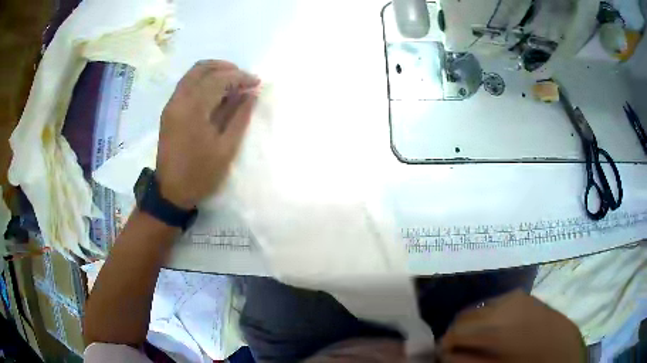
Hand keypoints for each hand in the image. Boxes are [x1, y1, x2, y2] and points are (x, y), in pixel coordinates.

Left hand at [156, 60, 259, 208]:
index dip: (240, 77)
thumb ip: (240, 116)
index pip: (218, 79)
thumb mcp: (226, 148)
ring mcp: (171, 104)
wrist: (171, 192)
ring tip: (232, 82)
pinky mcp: (169, 111)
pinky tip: (216, 92)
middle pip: (202, 68)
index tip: (257, 82)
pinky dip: (203, 81)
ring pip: (192, 74)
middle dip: (226, 68)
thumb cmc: (201, 174)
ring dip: (214, 72)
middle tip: (244, 78)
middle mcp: (179, 100)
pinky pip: (186, 85)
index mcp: (193, 109)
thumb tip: (251, 93)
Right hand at [439, 290, 584, 362]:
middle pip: (465, 316)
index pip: (455, 331)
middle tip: (457, 351)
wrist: (563, 351)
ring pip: (479, 309)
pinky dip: (487, 318)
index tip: (444, 356)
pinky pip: (495, 305)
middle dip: (457, 334)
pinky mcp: (523, 297)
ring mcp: (515, 297)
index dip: (445, 345)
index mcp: (497, 326)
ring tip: (475, 343)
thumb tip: (445, 354)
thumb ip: (465, 361)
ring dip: (472, 326)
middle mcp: (504, 304)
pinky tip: (493, 332)